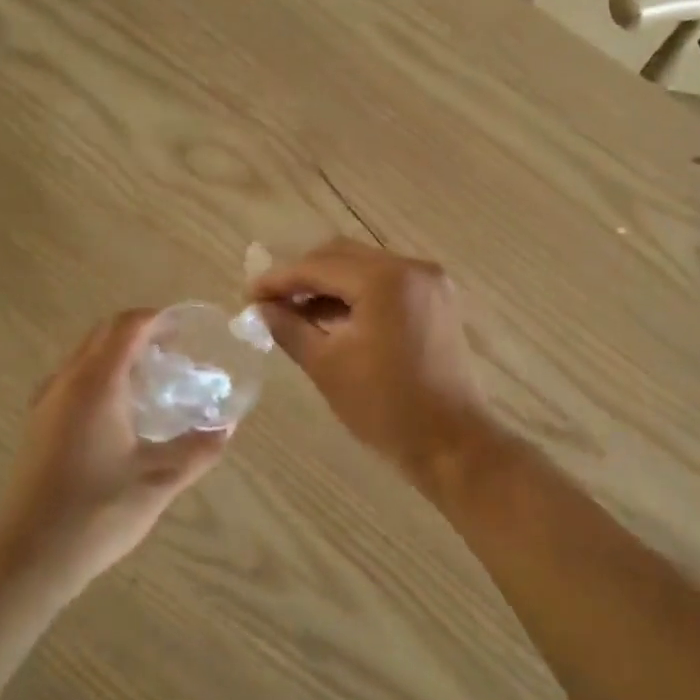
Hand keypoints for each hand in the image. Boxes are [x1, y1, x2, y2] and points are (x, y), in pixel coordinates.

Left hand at [0, 310, 231, 587]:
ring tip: (153, 379)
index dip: (158, 319)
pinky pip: (72, 380)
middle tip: (176, 351)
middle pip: (103, 334)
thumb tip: (227, 426)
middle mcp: (67, 382)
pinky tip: (121, 412)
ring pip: (84, 356)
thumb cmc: (96, 512)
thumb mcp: (159, 481)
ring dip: (118, 354)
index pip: (127, 327)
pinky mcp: (38, 425)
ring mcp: (46, 403)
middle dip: (140, 332)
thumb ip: (198, 449)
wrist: (28, 555)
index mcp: (96, 384)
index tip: (187, 328)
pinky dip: (101, 376)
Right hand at [250, 239, 491, 481]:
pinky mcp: (436, 301)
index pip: (318, 266)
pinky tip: (332, 318)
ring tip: (295, 313)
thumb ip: (289, 328)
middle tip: (269, 302)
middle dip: (303, 276)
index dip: (279, 279)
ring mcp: (429, 283)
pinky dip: (356, 296)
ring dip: (328, 285)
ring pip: (364, 268)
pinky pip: (386, 284)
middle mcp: (411, 268)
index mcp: (385, 280)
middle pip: (342, 256)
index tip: (248, 294)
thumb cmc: (385, 407)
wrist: (451, 442)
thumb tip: (262, 308)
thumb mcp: (327, 366)